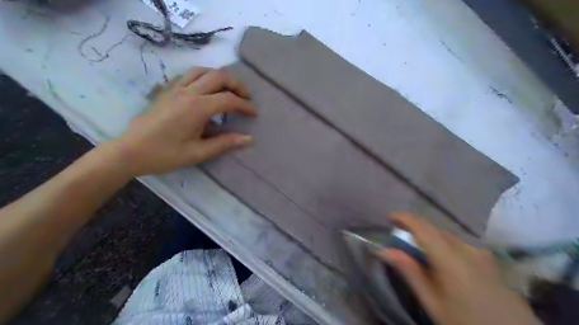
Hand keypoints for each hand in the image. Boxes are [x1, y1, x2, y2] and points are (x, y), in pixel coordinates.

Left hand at [104, 66, 256, 177]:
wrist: (129, 151)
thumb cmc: (164, 154)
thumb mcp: (197, 153)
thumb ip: (224, 143)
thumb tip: (248, 139)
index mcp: (197, 108)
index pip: (228, 100)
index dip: (245, 105)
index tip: (254, 113)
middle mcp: (188, 92)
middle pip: (218, 76)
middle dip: (236, 84)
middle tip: (246, 97)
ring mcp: (175, 88)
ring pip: (203, 70)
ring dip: (220, 77)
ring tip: (228, 89)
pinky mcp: (166, 90)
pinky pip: (188, 75)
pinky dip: (202, 77)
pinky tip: (205, 88)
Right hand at [378, 212, 540, 324]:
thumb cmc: (466, 322)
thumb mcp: (433, 302)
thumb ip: (409, 272)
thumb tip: (384, 250)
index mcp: (451, 259)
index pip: (423, 228)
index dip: (405, 218)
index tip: (389, 217)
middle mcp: (467, 249)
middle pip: (434, 229)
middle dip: (414, 227)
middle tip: (399, 237)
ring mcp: (481, 252)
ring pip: (446, 235)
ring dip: (428, 236)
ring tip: (417, 250)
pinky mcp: (488, 258)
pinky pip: (458, 242)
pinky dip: (442, 243)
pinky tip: (440, 260)